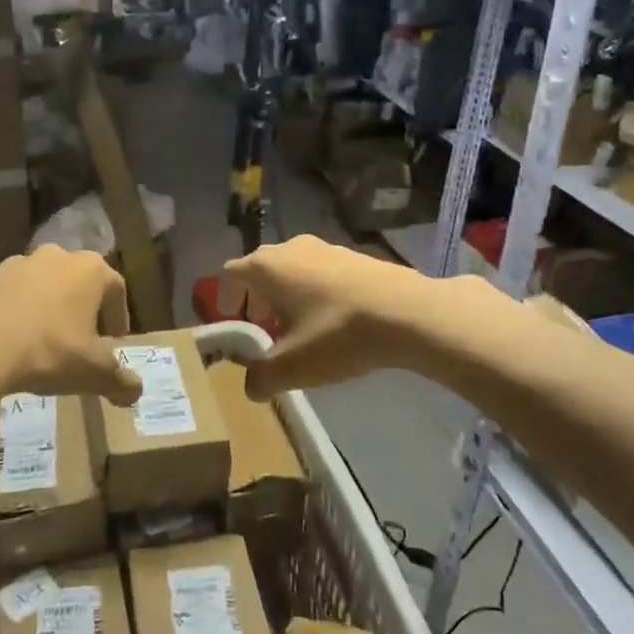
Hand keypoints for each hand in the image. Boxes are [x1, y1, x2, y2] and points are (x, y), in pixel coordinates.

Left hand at [0, 247, 141, 403]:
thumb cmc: (49, 352)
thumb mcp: (94, 373)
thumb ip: (120, 381)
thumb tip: (136, 392)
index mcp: (89, 269)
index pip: (116, 288)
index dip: (118, 316)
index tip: (114, 341)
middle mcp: (55, 255)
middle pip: (76, 280)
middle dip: (80, 306)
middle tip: (78, 338)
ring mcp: (14, 262)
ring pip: (38, 282)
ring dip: (43, 304)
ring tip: (38, 338)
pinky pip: (3, 291)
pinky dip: (8, 307)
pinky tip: (4, 335)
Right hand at [224, 237, 433, 397]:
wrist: (409, 312)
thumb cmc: (338, 333)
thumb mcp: (293, 367)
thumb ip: (261, 378)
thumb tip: (251, 386)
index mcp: (267, 266)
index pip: (230, 273)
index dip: (224, 298)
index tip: (233, 324)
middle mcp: (291, 248)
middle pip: (261, 270)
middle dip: (257, 300)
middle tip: (265, 331)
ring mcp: (326, 247)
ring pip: (293, 270)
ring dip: (289, 297)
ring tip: (301, 330)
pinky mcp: (355, 255)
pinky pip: (321, 272)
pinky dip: (316, 293)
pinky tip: (335, 322)